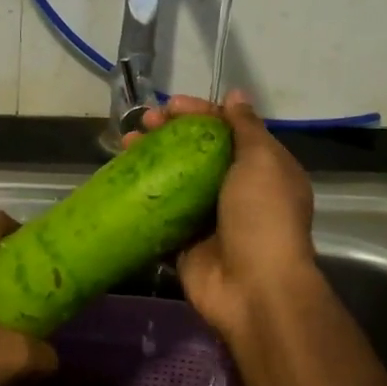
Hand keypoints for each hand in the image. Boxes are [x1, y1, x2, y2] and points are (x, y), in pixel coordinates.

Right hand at [128, 91, 320, 342]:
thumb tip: (235, 96)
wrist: (255, 289)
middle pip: (199, 150)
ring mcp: (210, 217)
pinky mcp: (186, 242)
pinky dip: (143, 195)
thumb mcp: (262, 161)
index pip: (228, 129)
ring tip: (126, 143)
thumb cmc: (262, 216)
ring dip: (152, 158)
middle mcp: (238, 189)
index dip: (199, 113)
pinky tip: (122, 178)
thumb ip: (246, 127)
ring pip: (176, 178)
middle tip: (144, 123)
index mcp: (264, 168)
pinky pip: (162, 212)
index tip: (170, 106)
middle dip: (170, 132)